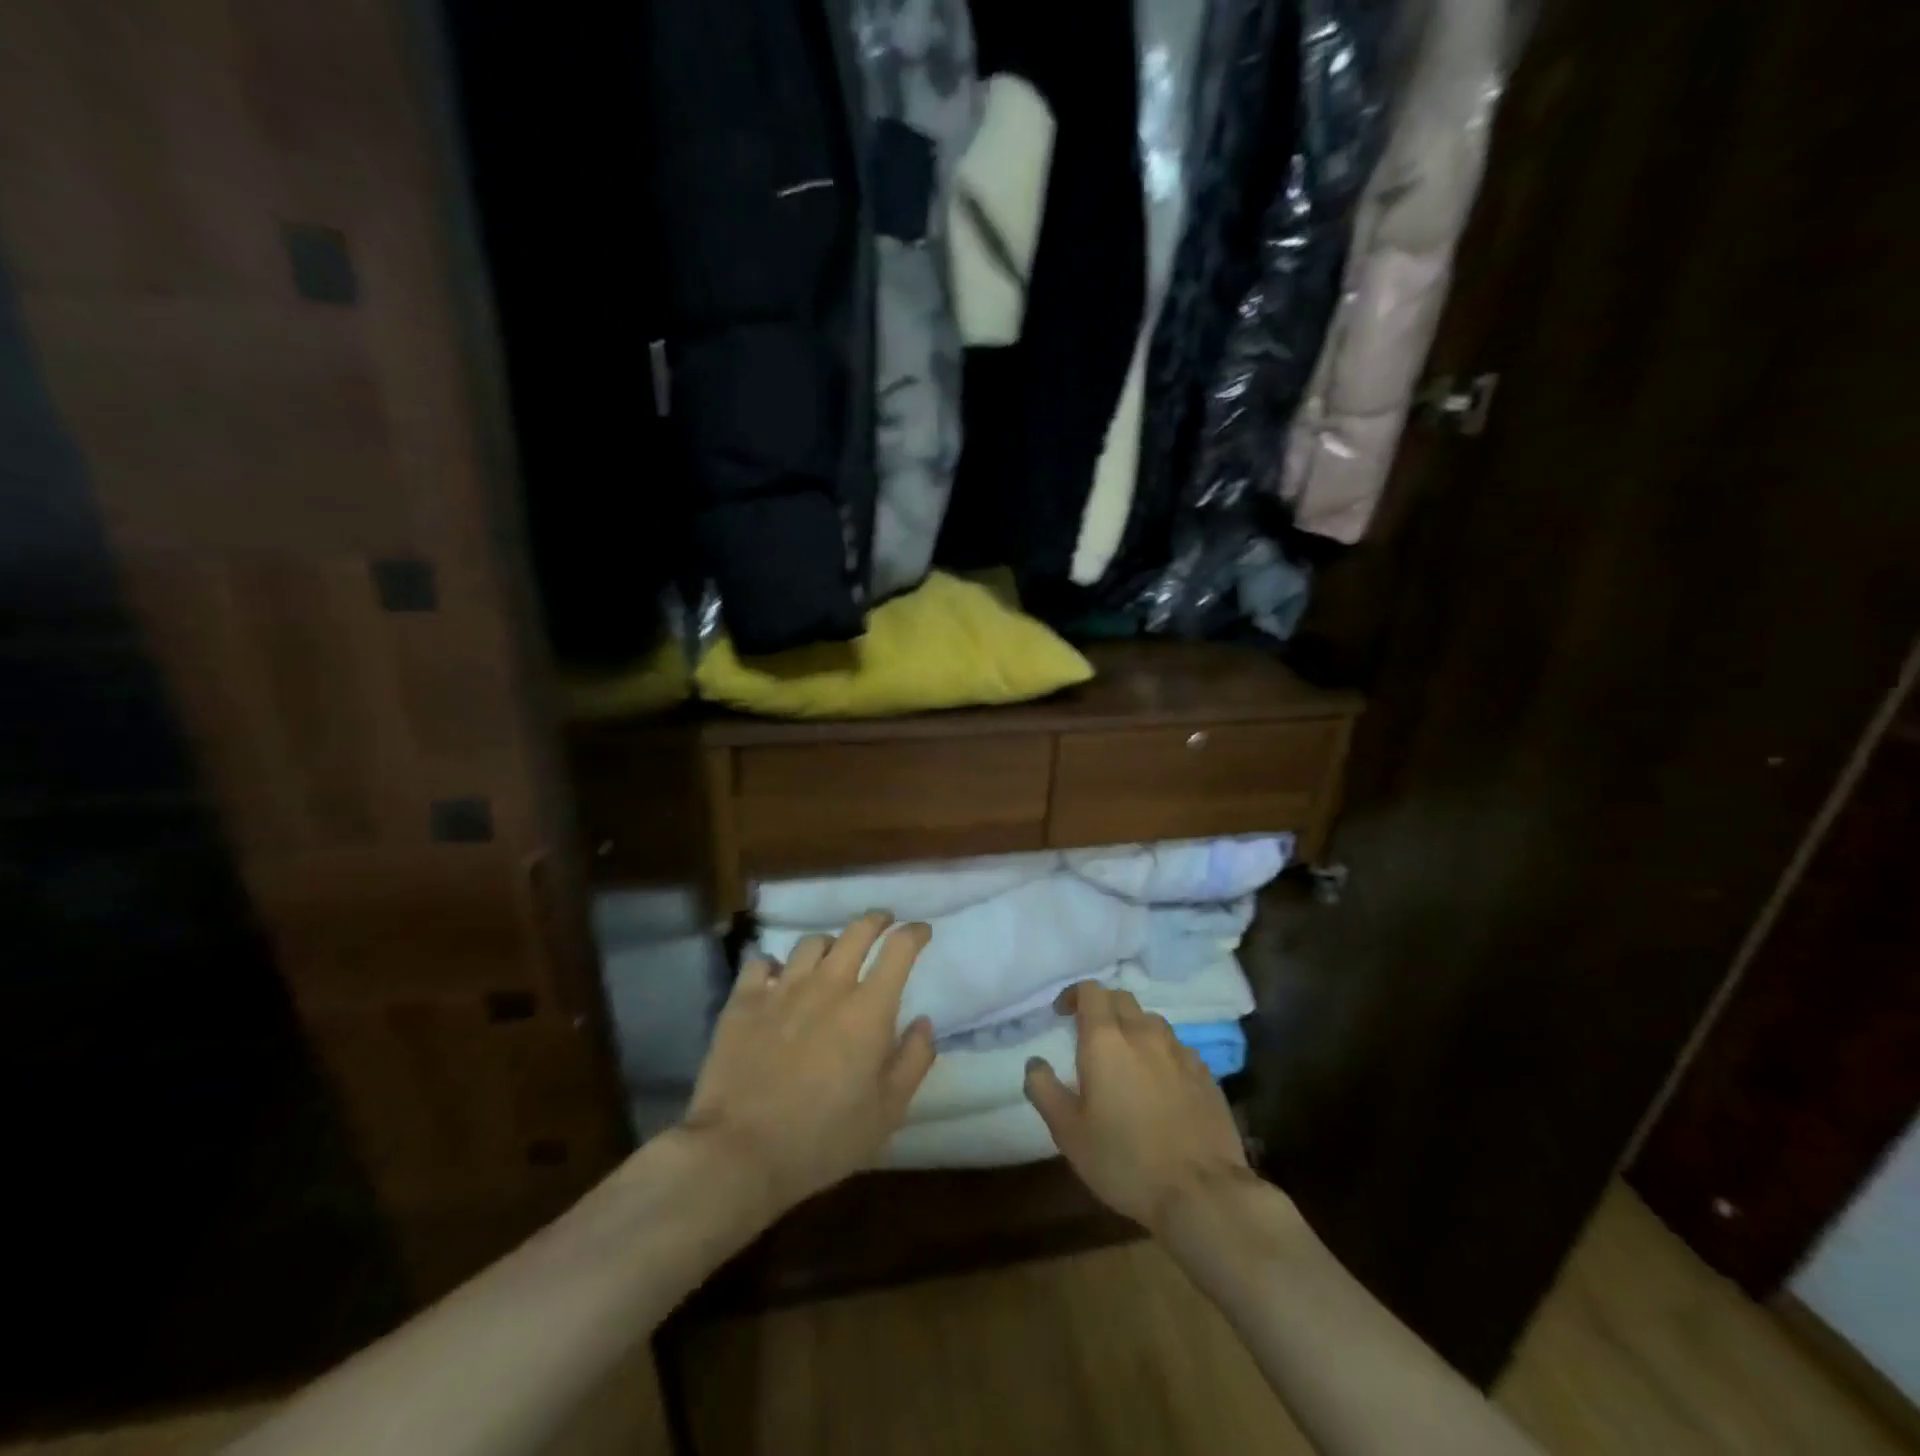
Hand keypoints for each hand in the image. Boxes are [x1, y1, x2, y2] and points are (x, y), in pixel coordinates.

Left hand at [681, 912, 935, 1216]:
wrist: (739, 1152)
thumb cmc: (824, 1138)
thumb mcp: (887, 1112)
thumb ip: (913, 1060)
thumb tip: (923, 1022)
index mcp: (869, 1008)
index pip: (899, 948)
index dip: (914, 932)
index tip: (921, 931)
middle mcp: (828, 985)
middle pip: (857, 930)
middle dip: (876, 920)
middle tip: (884, 922)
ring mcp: (782, 988)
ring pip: (811, 942)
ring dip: (829, 943)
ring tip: (832, 954)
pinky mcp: (743, 1001)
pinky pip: (761, 962)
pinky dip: (775, 964)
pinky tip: (776, 977)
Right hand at [1024, 982, 1252, 1232]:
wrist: (1201, 1193)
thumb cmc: (1124, 1160)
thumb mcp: (1068, 1132)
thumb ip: (1044, 1090)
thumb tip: (1034, 1063)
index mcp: (1105, 1040)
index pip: (1090, 991)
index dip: (1074, 995)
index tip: (1062, 1014)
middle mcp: (1143, 1033)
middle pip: (1121, 998)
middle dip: (1102, 1007)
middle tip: (1090, 1035)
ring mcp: (1179, 1051)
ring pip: (1152, 1021)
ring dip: (1133, 1028)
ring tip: (1126, 1058)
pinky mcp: (1205, 1074)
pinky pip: (1177, 1048)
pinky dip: (1161, 1053)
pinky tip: (1160, 1082)